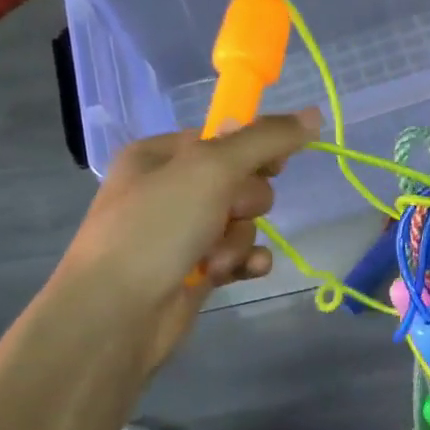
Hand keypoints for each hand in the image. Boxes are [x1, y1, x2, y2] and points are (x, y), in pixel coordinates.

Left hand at [50, 110, 319, 369]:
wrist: (116, 315)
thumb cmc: (156, 228)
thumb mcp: (211, 168)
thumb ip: (265, 139)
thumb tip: (313, 114)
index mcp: (161, 155)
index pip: (226, 137)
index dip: (253, 150)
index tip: (272, 166)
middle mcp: (171, 189)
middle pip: (242, 181)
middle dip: (242, 204)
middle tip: (223, 214)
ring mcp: (183, 232)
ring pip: (244, 222)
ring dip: (238, 240)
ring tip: (213, 259)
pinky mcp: (197, 270)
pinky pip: (241, 254)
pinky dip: (244, 262)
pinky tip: (241, 273)